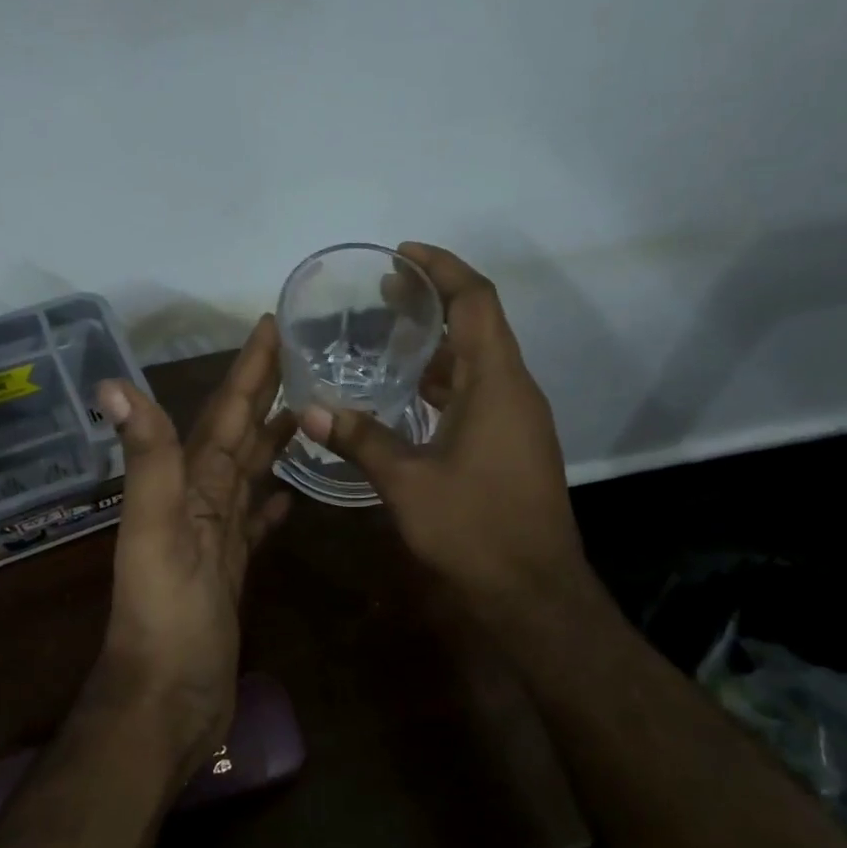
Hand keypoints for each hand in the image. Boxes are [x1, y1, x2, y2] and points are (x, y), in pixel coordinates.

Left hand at [92, 315, 296, 782]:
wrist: (166, 699)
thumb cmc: (165, 616)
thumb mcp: (155, 532)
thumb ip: (146, 461)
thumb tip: (113, 383)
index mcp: (186, 486)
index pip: (222, 415)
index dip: (246, 370)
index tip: (271, 325)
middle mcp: (199, 503)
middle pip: (236, 436)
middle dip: (263, 394)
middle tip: (300, 356)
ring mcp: (215, 539)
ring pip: (247, 475)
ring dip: (269, 442)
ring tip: (303, 413)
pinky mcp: (231, 572)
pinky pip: (253, 525)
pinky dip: (269, 504)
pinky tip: (288, 494)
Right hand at [299, 243, 598, 618]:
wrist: (534, 592)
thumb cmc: (475, 529)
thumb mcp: (408, 482)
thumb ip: (361, 440)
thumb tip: (312, 411)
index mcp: (498, 384)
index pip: (476, 302)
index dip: (443, 269)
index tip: (402, 255)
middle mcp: (515, 391)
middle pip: (480, 325)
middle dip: (435, 302)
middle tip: (385, 293)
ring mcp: (519, 421)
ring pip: (480, 363)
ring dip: (441, 345)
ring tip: (391, 337)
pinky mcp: (514, 446)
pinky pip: (481, 394)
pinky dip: (447, 383)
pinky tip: (411, 397)